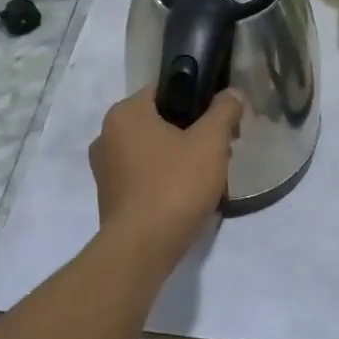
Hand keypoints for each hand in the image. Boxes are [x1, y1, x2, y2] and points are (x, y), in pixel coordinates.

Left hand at [89, 89, 242, 267]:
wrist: (142, 248)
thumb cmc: (175, 185)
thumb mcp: (211, 142)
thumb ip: (224, 110)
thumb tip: (233, 94)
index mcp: (124, 113)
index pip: (165, 90)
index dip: (197, 100)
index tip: (220, 120)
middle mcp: (106, 136)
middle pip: (160, 121)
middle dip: (191, 132)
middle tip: (219, 150)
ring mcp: (104, 169)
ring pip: (152, 150)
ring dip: (179, 157)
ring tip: (207, 176)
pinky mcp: (110, 197)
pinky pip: (144, 176)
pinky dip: (164, 179)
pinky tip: (186, 196)